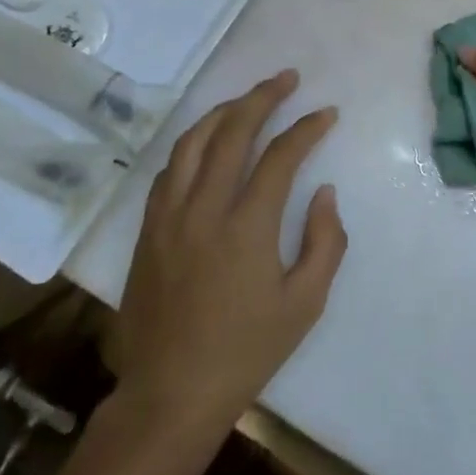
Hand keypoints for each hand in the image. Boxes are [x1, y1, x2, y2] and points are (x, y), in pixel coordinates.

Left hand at [113, 70, 345, 434]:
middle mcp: (204, 209)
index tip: (326, 113)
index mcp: (246, 227)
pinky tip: (208, 142)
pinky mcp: (149, 229)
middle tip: (287, 79)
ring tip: (248, 99)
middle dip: (263, 97)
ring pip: (193, 141)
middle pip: (232, 131)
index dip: (307, 128)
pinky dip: (193, 144)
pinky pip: (170, 169)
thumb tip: (324, 192)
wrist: (169, 395)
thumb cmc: (245, 352)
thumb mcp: (305, 304)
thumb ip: (324, 242)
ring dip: (224, 111)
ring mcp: (169, 216)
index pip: (280, 156)